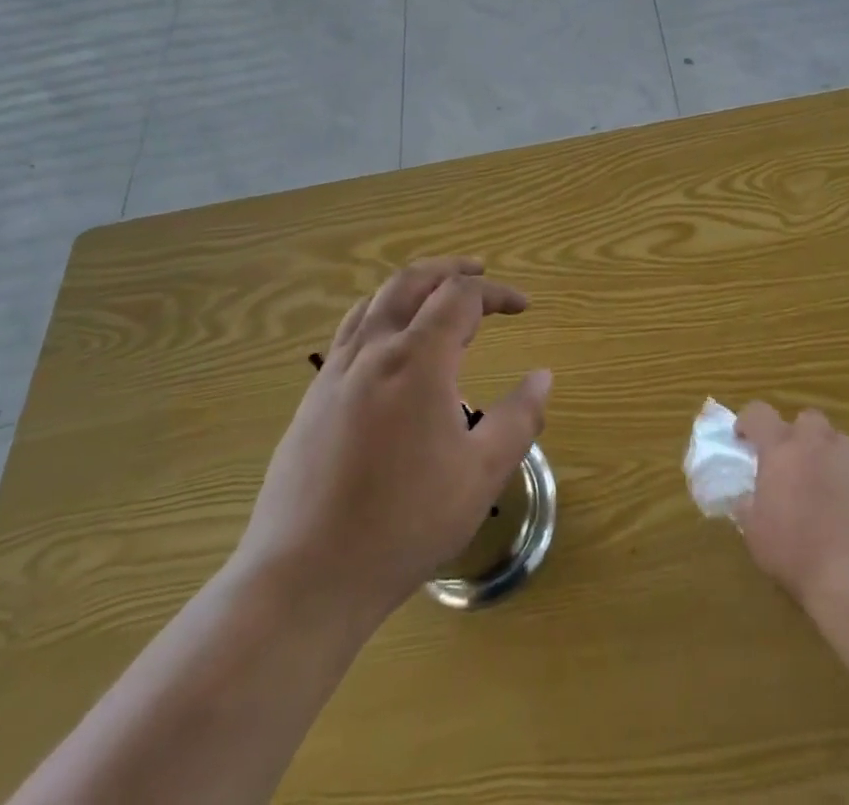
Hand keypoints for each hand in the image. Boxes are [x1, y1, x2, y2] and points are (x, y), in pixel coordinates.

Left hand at [234, 258, 551, 619]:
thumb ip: (519, 418)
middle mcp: (373, 351)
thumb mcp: (481, 475)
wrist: (305, 578)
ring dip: (412, 287)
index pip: (461, 297)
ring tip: (436, 298)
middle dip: (450, 269)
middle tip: (479, 272)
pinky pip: (350, 332)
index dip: (497, 293)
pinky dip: (381, 315)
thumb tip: (543, 376)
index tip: (524, 307)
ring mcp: (335, 373)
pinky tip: (390, 349)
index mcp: (417, 360)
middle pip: (411, 281)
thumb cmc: (404, 523)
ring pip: (375, 302)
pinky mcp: (312, 400)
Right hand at [733, 402, 848, 609]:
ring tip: (825, 491)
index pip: (759, 414)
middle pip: (806, 420)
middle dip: (797, 436)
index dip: (749, 422)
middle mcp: (818, 442)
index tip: (744, 439)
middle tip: (792, 465)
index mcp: (782, 449)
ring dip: (827, 457)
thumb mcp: (756, 535)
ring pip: (838, 443)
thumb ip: (749, 505)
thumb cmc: (800, 555)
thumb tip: (747, 497)